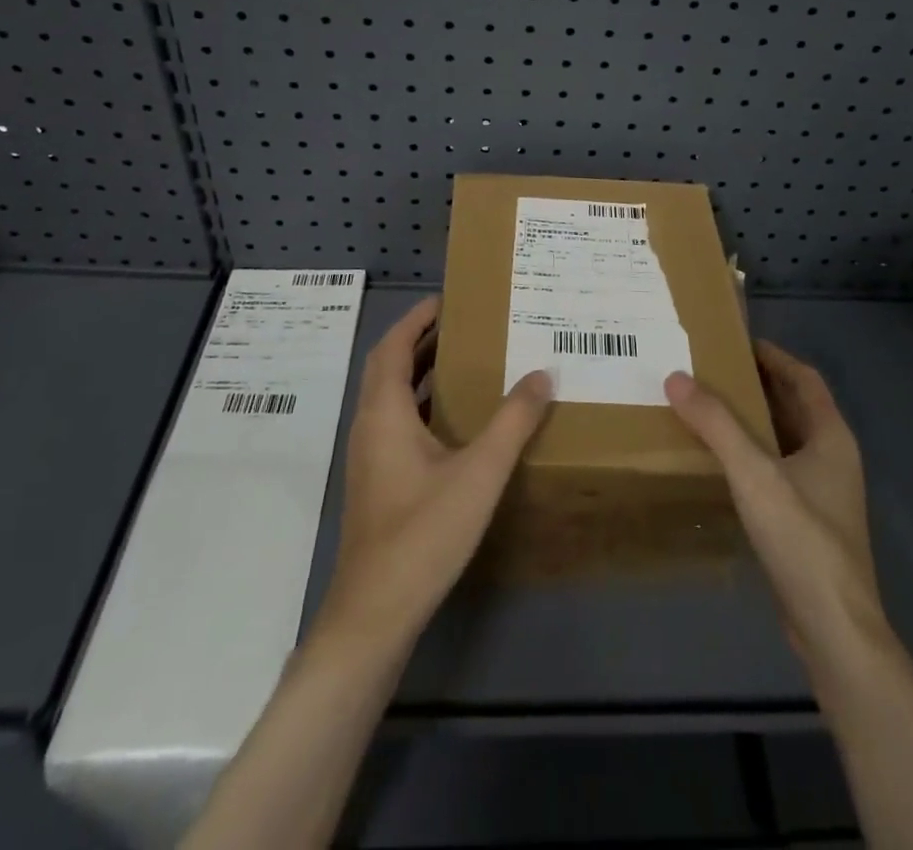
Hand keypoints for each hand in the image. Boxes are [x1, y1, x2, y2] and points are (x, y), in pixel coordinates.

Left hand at [312, 296, 553, 654]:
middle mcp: (370, 426)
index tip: (448, 299)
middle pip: (388, 367)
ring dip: (421, 373)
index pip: (391, 346)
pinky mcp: (377, 482)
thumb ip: (512, 422)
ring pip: (391, 397)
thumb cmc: (423, 533)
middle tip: (466, 325)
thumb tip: (542, 374)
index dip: (416, 319)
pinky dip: (422, 405)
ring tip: (467, 362)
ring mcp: (370, 458)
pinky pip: (397, 423)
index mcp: (384, 413)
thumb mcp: (479, 473)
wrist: (375, 613)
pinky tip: (457, 422)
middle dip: (422, 341)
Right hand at [665, 340, 885, 667]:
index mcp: (831, 436)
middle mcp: (831, 458)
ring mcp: (822, 492)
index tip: (736, 341)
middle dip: (756, 384)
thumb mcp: (754, 474)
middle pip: (794, 406)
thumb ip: (716, 424)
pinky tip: (720, 460)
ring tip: (708, 406)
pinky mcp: (807, 521)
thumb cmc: (802, 539)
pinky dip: (751, 453)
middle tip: (711, 370)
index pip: (804, 378)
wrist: (834, 628)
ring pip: (784, 439)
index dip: (774, 356)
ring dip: (752, 419)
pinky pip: (776, 469)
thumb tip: (676, 377)